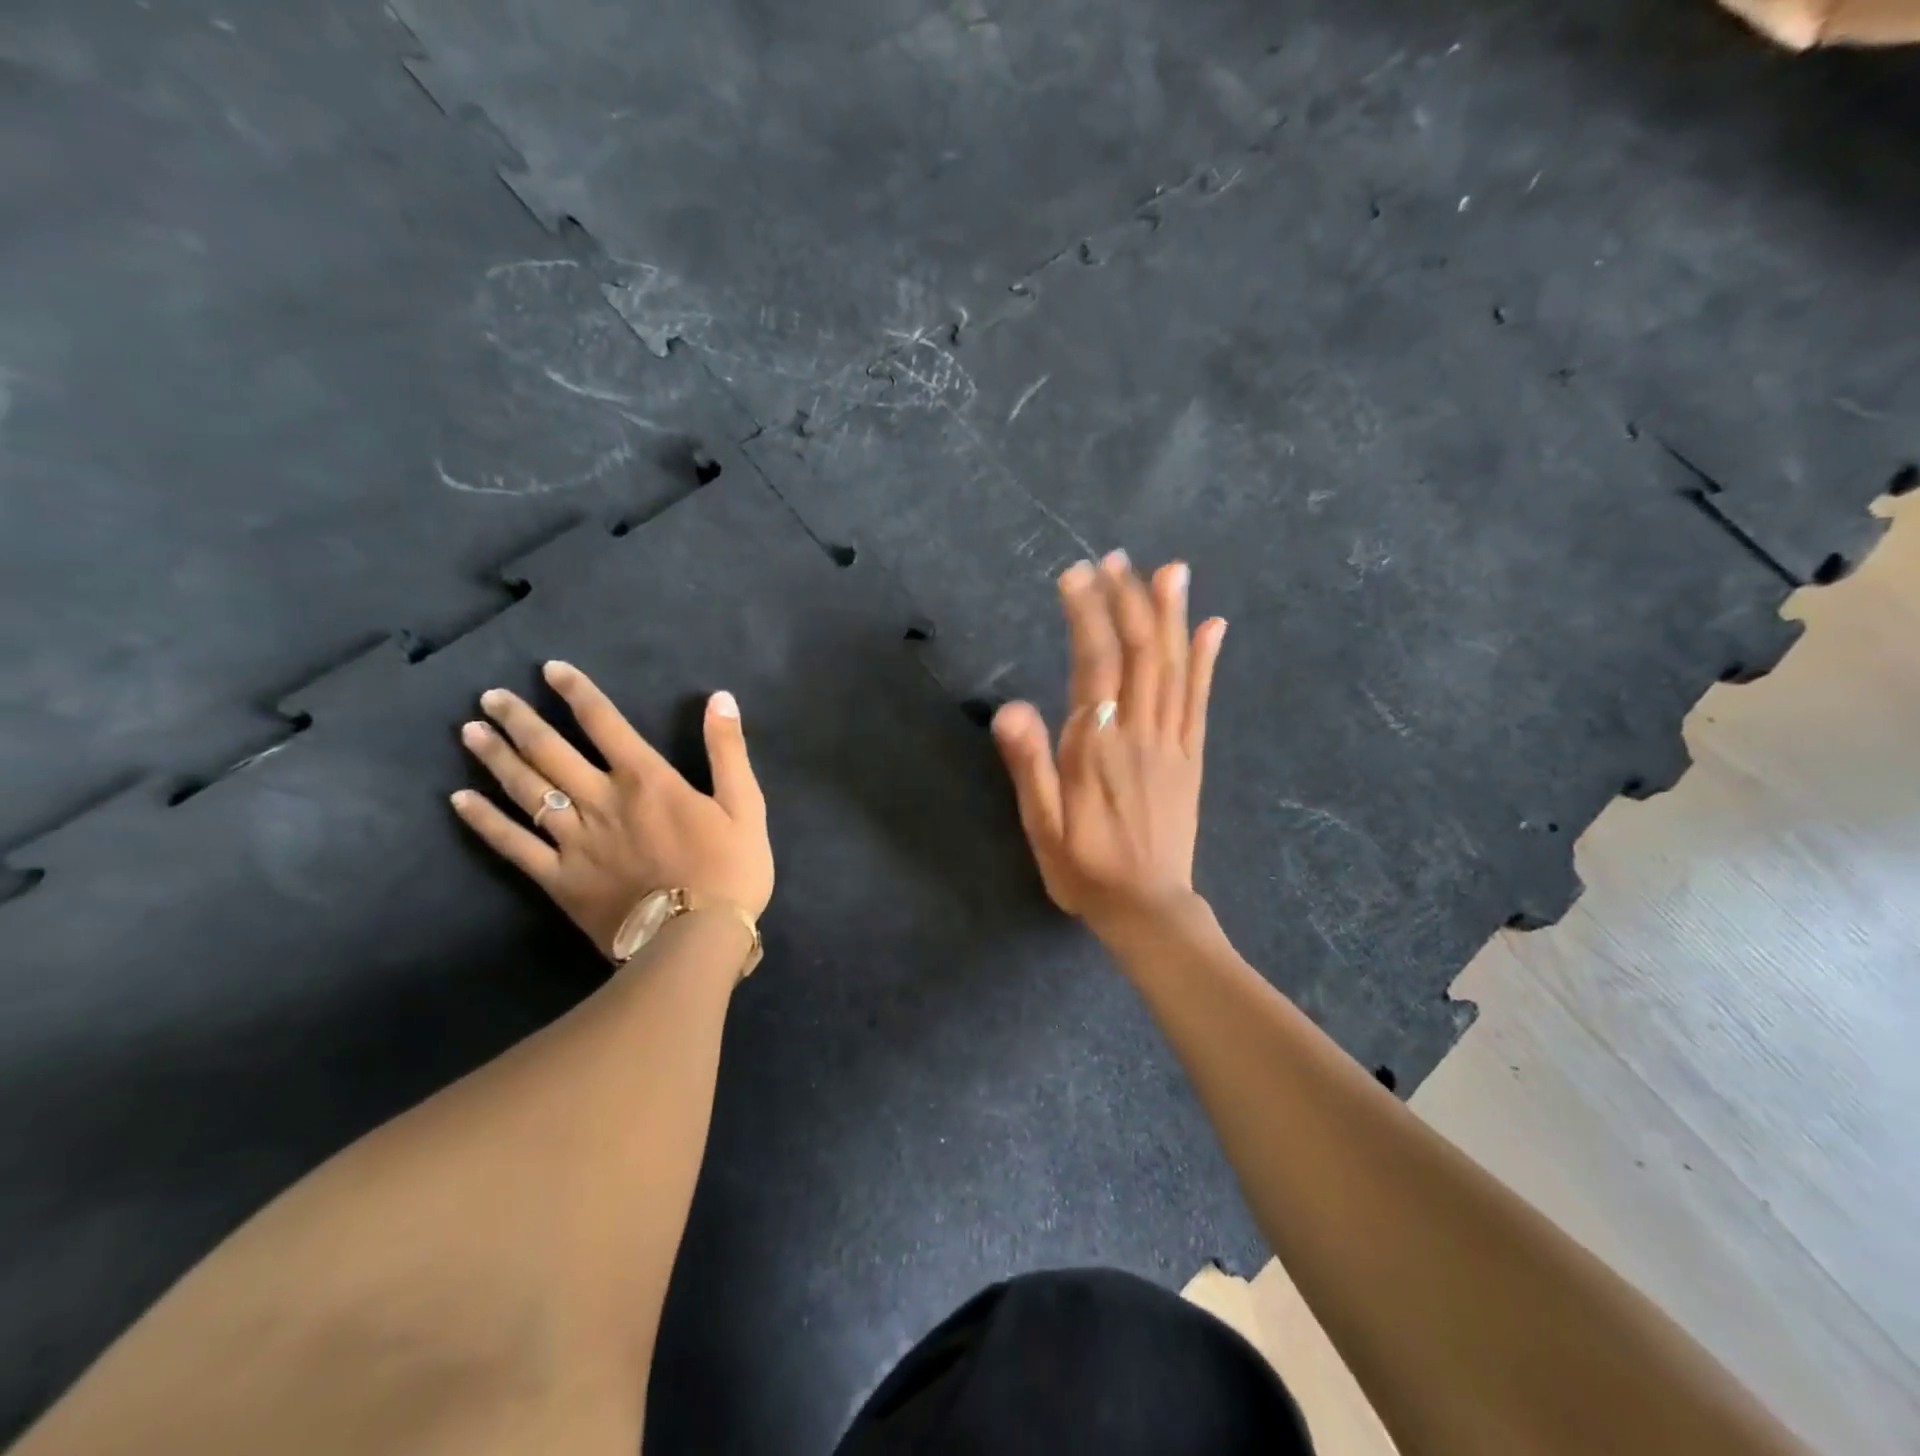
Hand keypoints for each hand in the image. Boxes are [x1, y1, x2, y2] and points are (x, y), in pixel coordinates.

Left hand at [450, 662, 773, 958]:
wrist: (695, 939)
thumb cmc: (729, 870)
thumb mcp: (746, 806)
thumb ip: (728, 751)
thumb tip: (719, 698)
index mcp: (646, 780)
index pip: (605, 723)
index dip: (577, 693)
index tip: (550, 670)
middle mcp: (601, 801)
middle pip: (551, 752)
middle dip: (520, 720)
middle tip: (491, 697)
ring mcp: (574, 841)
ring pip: (526, 790)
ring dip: (496, 758)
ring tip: (470, 732)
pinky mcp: (559, 879)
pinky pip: (514, 845)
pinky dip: (486, 821)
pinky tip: (459, 800)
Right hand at [992, 551, 1225, 945]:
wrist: (1149, 910)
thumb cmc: (1085, 870)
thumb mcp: (1043, 827)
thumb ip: (1030, 765)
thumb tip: (1010, 707)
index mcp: (1097, 747)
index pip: (1093, 665)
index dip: (1086, 615)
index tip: (1076, 574)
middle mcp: (1140, 734)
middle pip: (1139, 654)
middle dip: (1128, 600)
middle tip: (1116, 558)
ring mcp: (1173, 744)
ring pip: (1174, 668)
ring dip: (1171, 616)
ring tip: (1170, 570)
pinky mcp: (1192, 758)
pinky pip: (1201, 701)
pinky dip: (1207, 660)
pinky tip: (1213, 627)